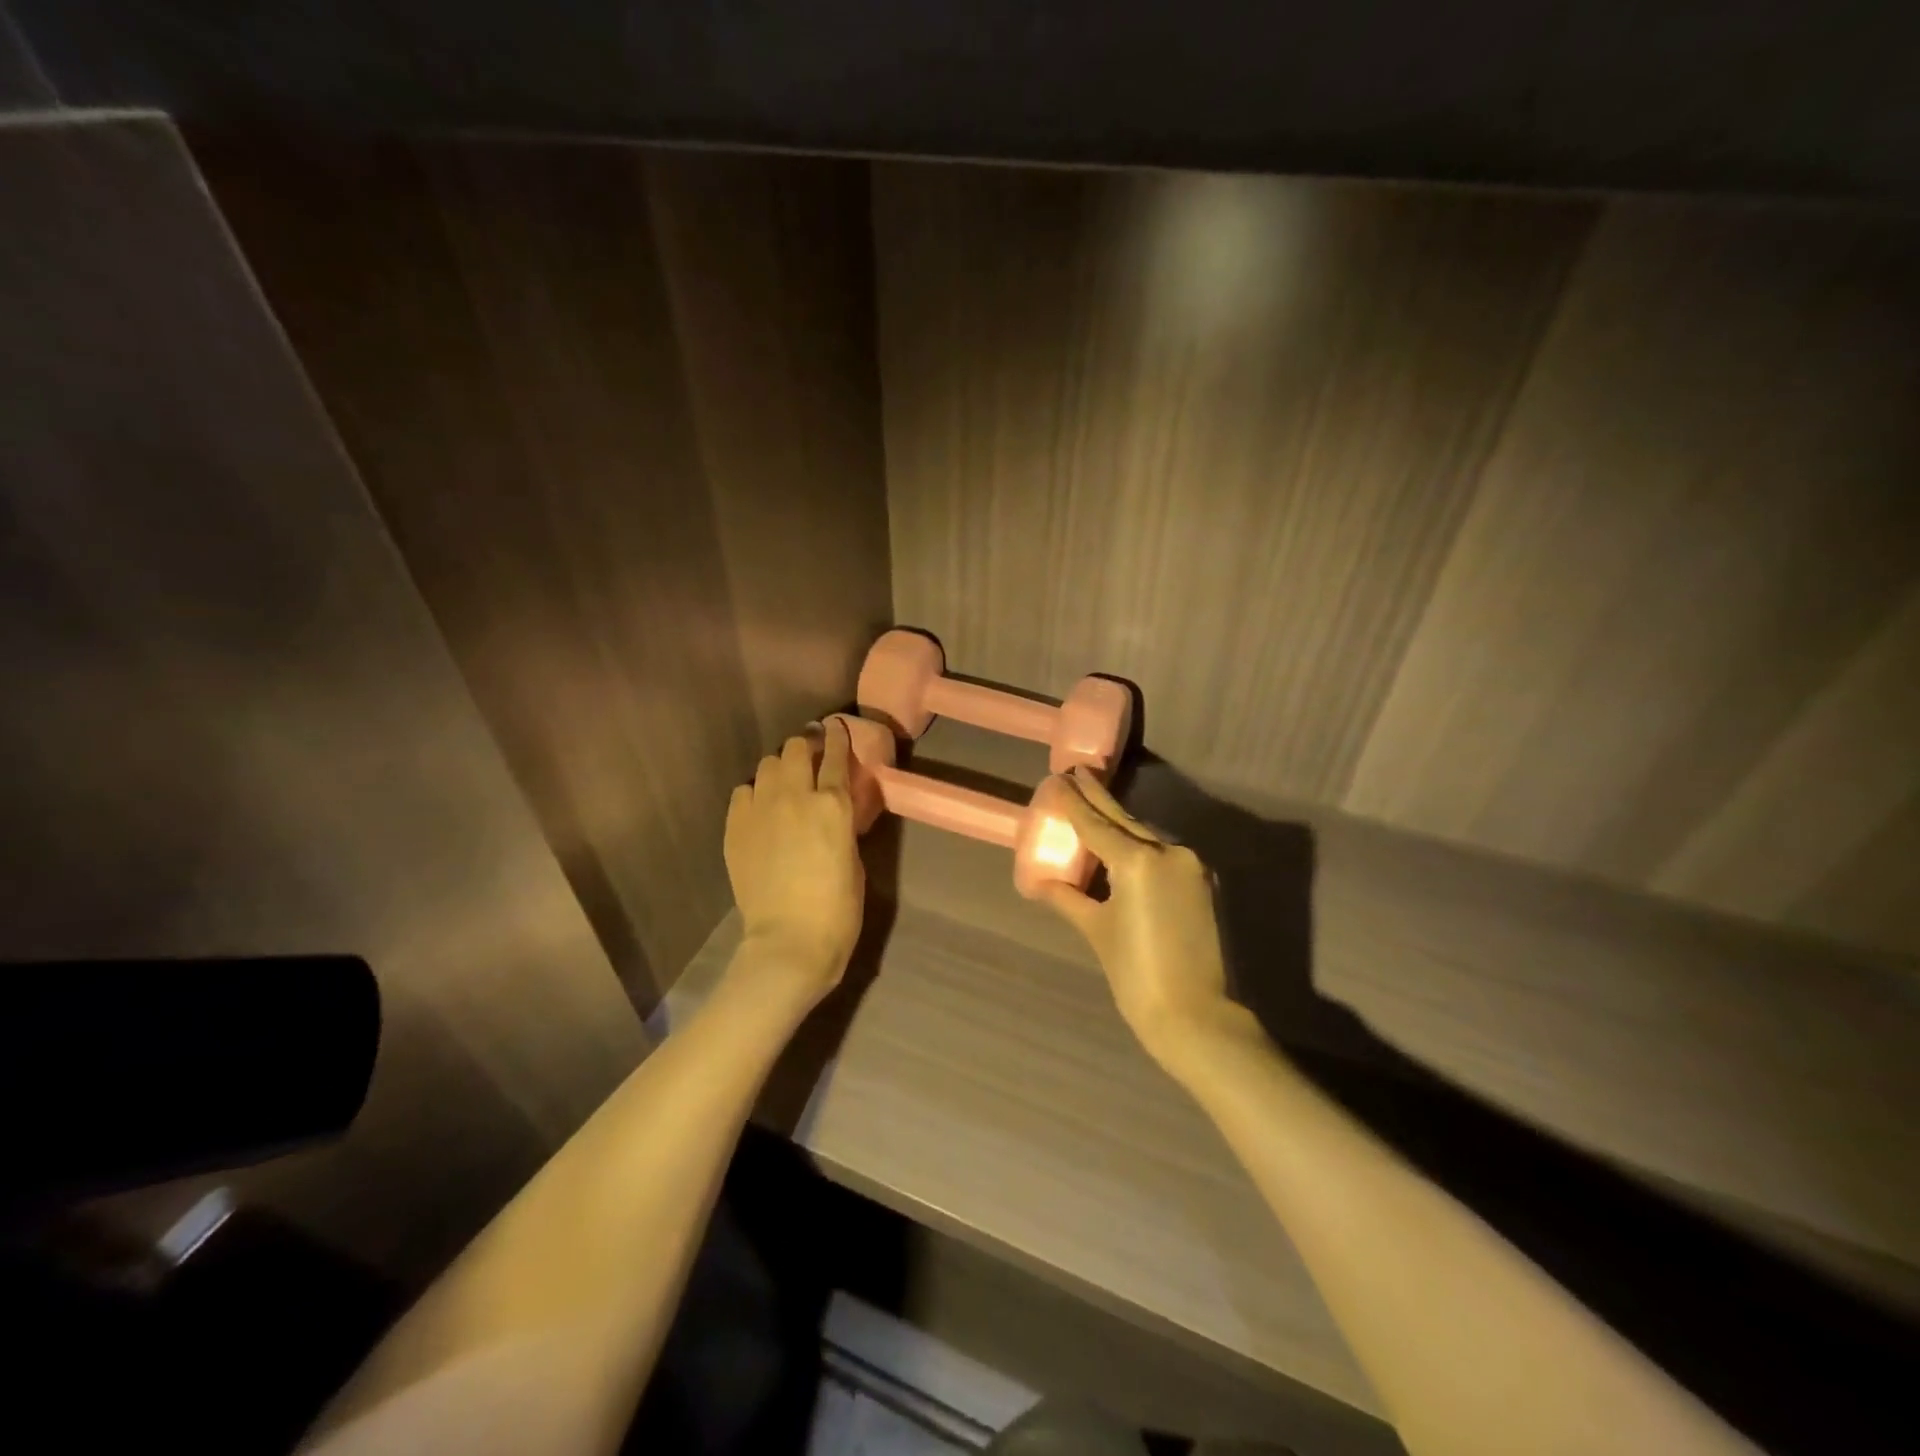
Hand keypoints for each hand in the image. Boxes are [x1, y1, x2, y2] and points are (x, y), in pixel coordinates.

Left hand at [724, 719, 864, 1005]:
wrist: (789, 941)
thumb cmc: (837, 908)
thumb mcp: (854, 858)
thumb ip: (842, 825)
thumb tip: (833, 812)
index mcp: (834, 804)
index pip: (836, 755)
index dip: (838, 737)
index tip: (837, 727)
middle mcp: (795, 796)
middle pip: (796, 749)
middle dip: (805, 746)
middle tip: (810, 755)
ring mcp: (760, 810)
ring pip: (766, 765)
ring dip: (779, 768)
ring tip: (784, 782)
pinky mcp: (735, 828)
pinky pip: (742, 792)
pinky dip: (754, 793)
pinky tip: (760, 808)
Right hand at [1038, 769, 1235, 1066]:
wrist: (1195, 1014)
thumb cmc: (1136, 974)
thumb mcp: (1097, 930)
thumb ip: (1067, 898)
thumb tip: (1039, 881)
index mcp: (1136, 860)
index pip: (1095, 822)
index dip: (1073, 801)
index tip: (1058, 777)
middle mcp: (1167, 851)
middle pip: (1123, 819)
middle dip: (1097, 797)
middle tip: (1076, 774)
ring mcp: (1189, 864)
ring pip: (1144, 834)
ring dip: (1118, 821)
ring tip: (1093, 807)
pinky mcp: (1201, 880)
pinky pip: (1161, 852)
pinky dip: (1138, 844)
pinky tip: (1122, 842)